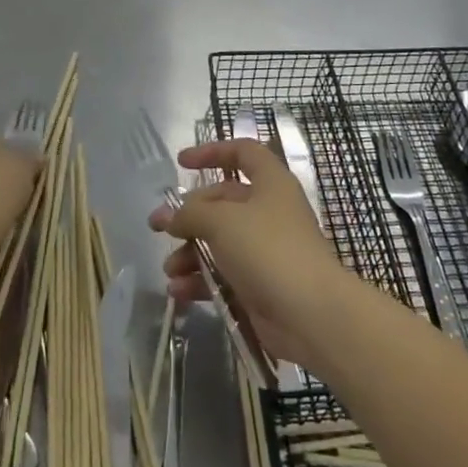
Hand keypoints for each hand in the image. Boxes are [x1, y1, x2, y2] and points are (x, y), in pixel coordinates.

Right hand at [149, 139, 351, 366]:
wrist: (310, 314)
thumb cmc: (268, 250)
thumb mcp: (221, 221)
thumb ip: (190, 213)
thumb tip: (171, 217)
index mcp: (270, 183)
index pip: (243, 153)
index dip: (213, 152)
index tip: (182, 162)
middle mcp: (269, 212)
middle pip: (222, 202)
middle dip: (188, 215)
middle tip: (157, 227)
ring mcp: (266, 250)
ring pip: (219, 242)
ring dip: (190, 253)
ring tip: (170, 269)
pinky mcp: (260, 284)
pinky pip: (223, 275)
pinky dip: (200, 280)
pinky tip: (179, 291)